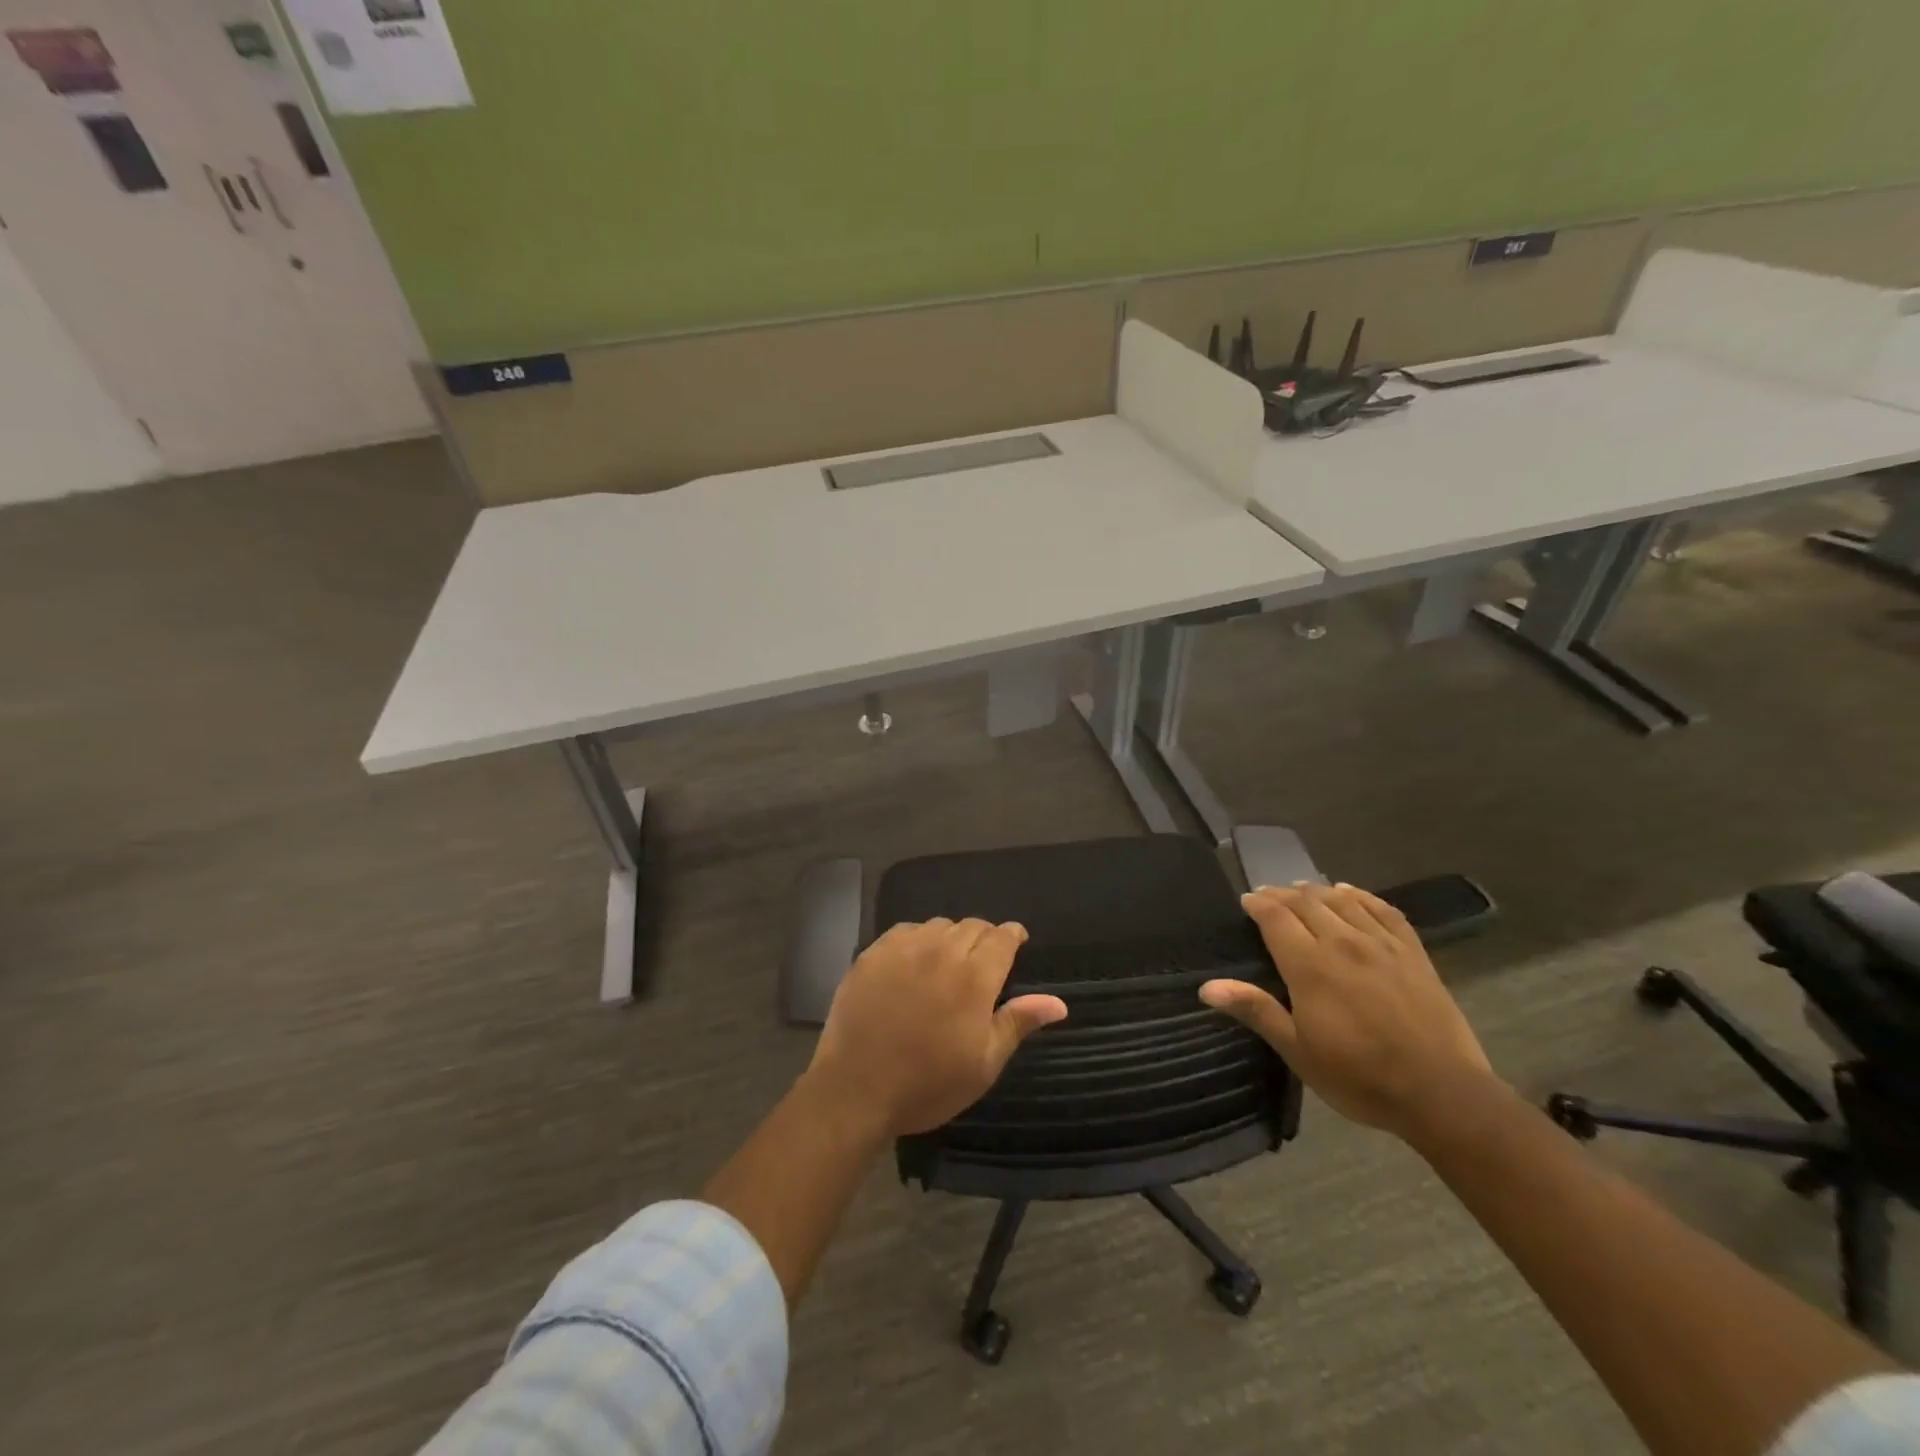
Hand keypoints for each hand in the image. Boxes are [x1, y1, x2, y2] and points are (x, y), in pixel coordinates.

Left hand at [805, 919, 1068, 1137]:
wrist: (856, 1090)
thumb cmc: (928, 1084)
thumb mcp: (983, 1063)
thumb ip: (1018, 1022)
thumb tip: (1058, 1002)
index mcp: (974, 977)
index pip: (1002, 937)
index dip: (1013, 935)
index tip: (1017, 941)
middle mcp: (940, 951)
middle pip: (972, 926)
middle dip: (985, 937)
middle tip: (983, 961)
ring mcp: (903, 949)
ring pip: (938, 926)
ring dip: (951, 937)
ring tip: (949, 961)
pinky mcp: (872, 954)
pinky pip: (905, 931)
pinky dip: (918, 939)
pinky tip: (914, 960)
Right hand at [1199, 883, 1495, 1140]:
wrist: (1442, 1093)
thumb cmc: (1360, 1077)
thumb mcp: (1298, 1051)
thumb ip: (1256, 1010)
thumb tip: (1207, 986)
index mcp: (1310, 966)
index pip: (1276, 918)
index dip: (1258, 904)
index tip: (1245, 901)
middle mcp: (1342, 943)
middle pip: (1306, 903)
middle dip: (1282, 894)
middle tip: (1268, 895)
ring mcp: (1381, 945)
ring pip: (1342, 901)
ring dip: (1317, 891)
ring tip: (1302, 889)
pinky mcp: (1413, 953)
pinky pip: (1384, 910)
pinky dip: (1362, 896)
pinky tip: (1351, 893)